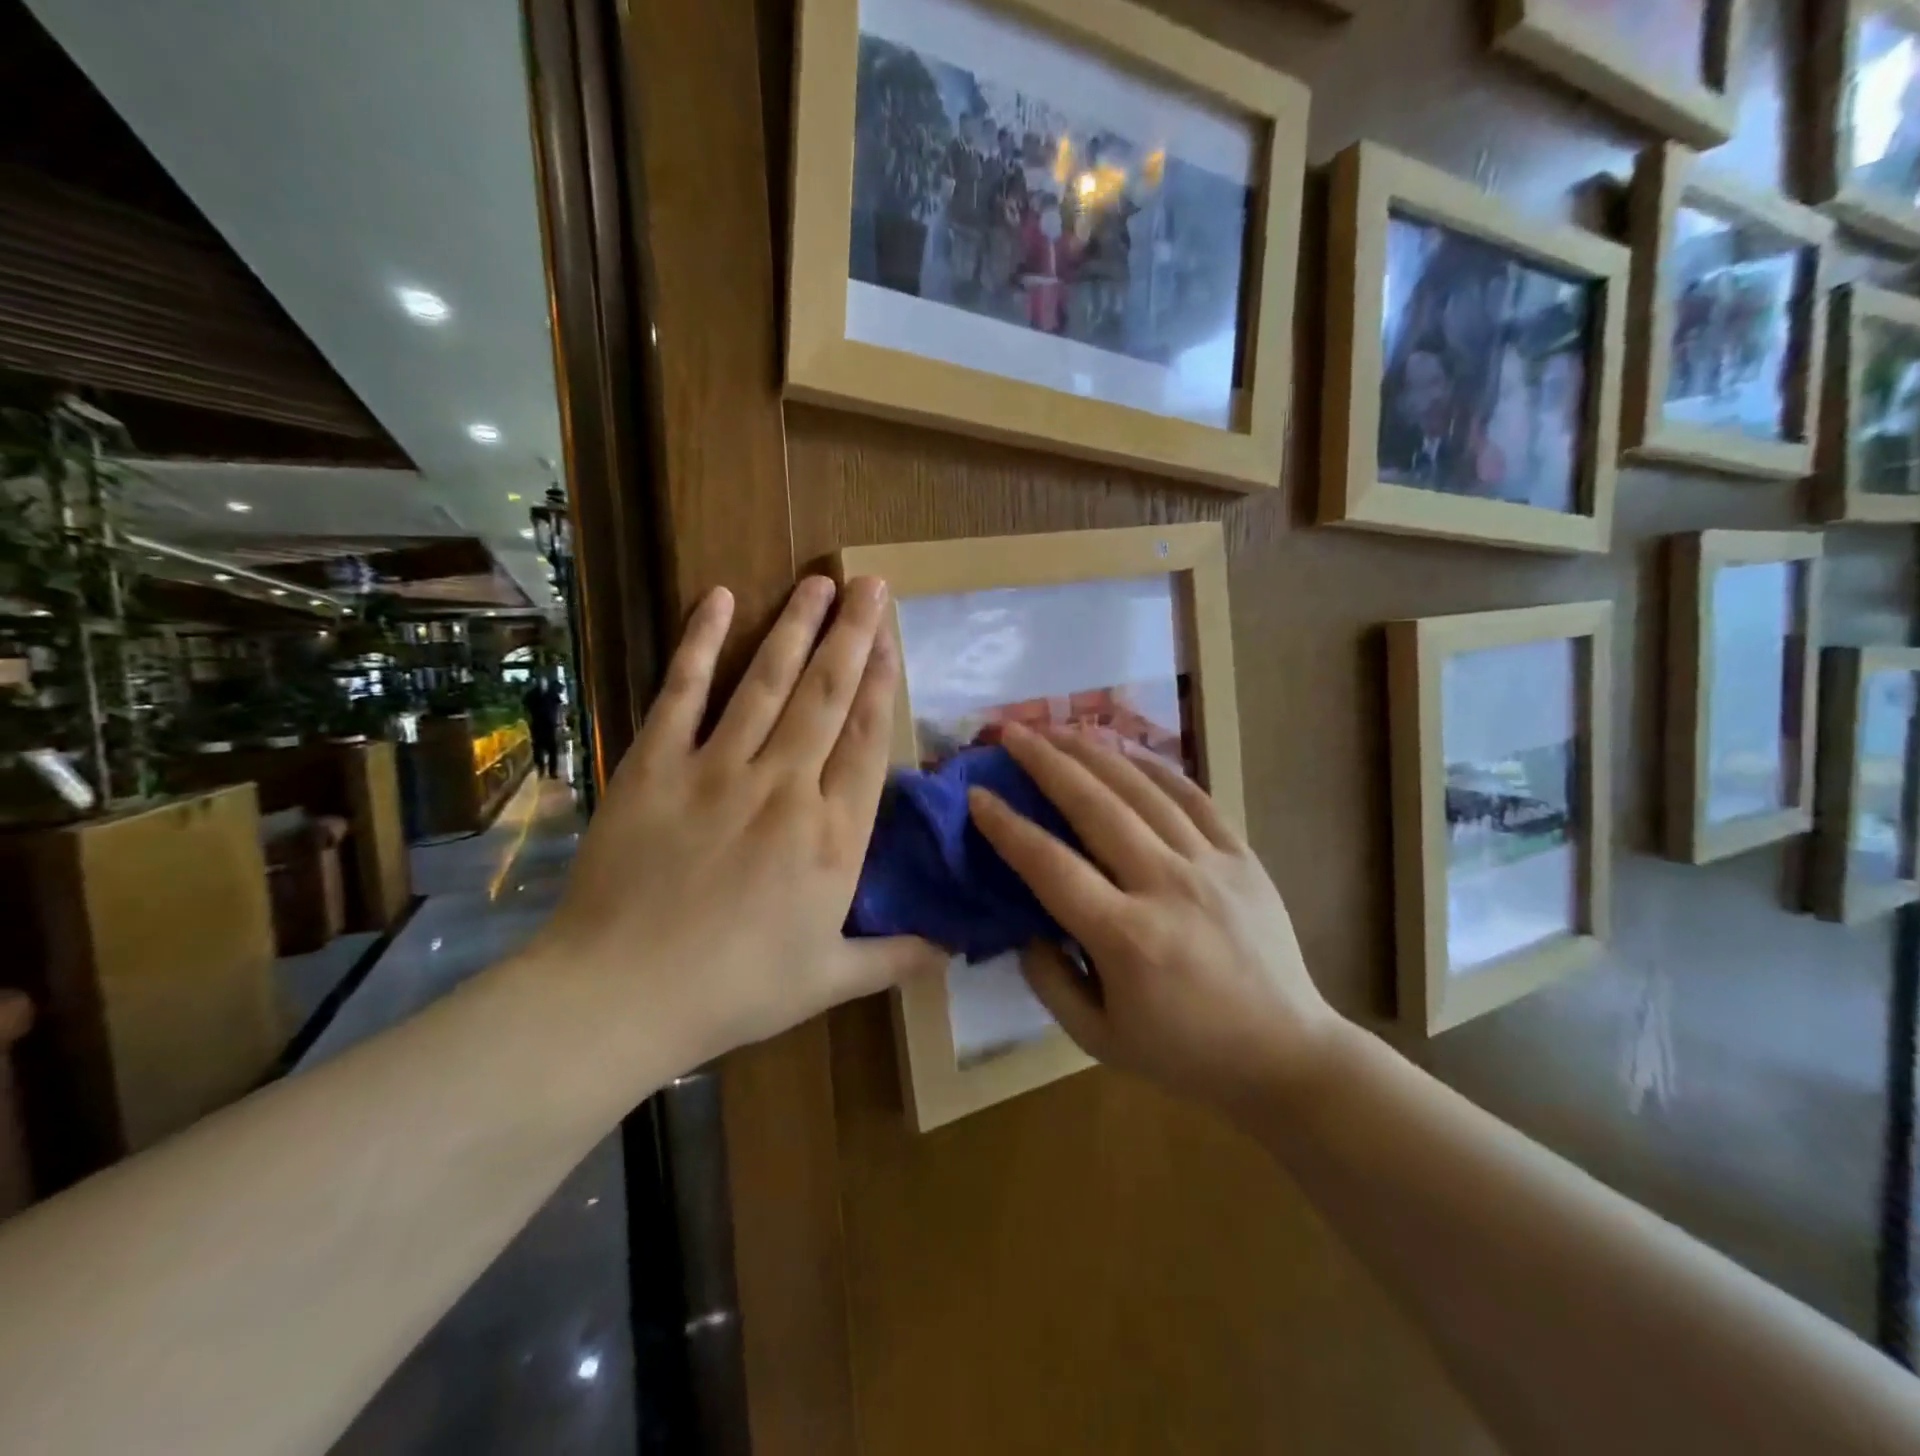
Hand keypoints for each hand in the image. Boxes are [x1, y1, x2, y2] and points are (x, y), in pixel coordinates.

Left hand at [541, 577, 944, 1067]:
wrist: (623, 995)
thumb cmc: (735, 990)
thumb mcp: (828, 980)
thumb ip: (895, 956)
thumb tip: (954, 950)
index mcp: (833, 835)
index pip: (867, 740)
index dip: (882, 683)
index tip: (892, 639)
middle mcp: (786, 786)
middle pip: (827, 695)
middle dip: (853, 635)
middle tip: (869, 584)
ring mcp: (718, 769)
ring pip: (767, 682)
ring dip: (796, 627)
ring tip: (819, 581)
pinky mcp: (656, 764)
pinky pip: (682, 691)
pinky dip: (700, 643)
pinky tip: (720, 599)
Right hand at [967, 725, 1341, 1120]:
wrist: (1287, 1056)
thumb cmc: (1185, 1054)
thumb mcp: (1098, 1038)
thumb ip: (1048, 980)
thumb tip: (1024, 925)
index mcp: (1126, 939)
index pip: (1051, 866)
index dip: (1008, 827)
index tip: (977, 794)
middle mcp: (1166, 887)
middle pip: (1095, 808)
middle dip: (1047, 763)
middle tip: (1013, 733)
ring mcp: (1210, 866)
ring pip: (1143, 791)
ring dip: (1095, 753)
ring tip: (1059, 728)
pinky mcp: (1242, 857)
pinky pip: (1194, 798)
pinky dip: (1157, 768)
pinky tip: (1127, 750)